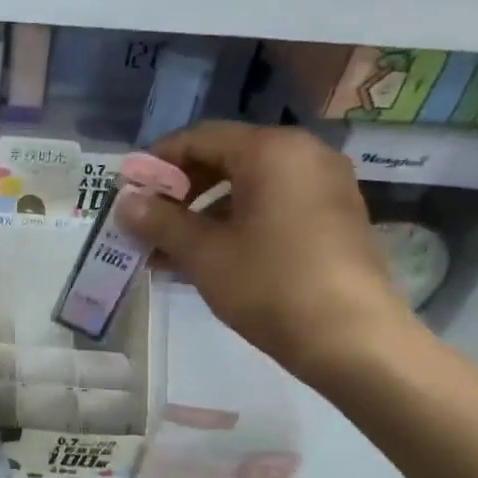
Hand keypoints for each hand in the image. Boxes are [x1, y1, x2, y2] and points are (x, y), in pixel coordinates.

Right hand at [118, 121, 414, 383]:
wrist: (353, 339)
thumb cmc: (271, 285)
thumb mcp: (205, 254)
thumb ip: (160, 222)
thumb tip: (124, 202)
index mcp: (272, 150)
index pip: (200, 138)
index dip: (157, 161)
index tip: (128, 190)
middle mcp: (304, 154)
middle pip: (226, 158)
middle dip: (180, 190)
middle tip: (146, 220)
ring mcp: (324, 186)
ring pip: (248, 187)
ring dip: (203, 213)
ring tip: (167, 249)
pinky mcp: (333, 217)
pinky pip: (273, 206)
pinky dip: (236, 224)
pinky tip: (206, 258)